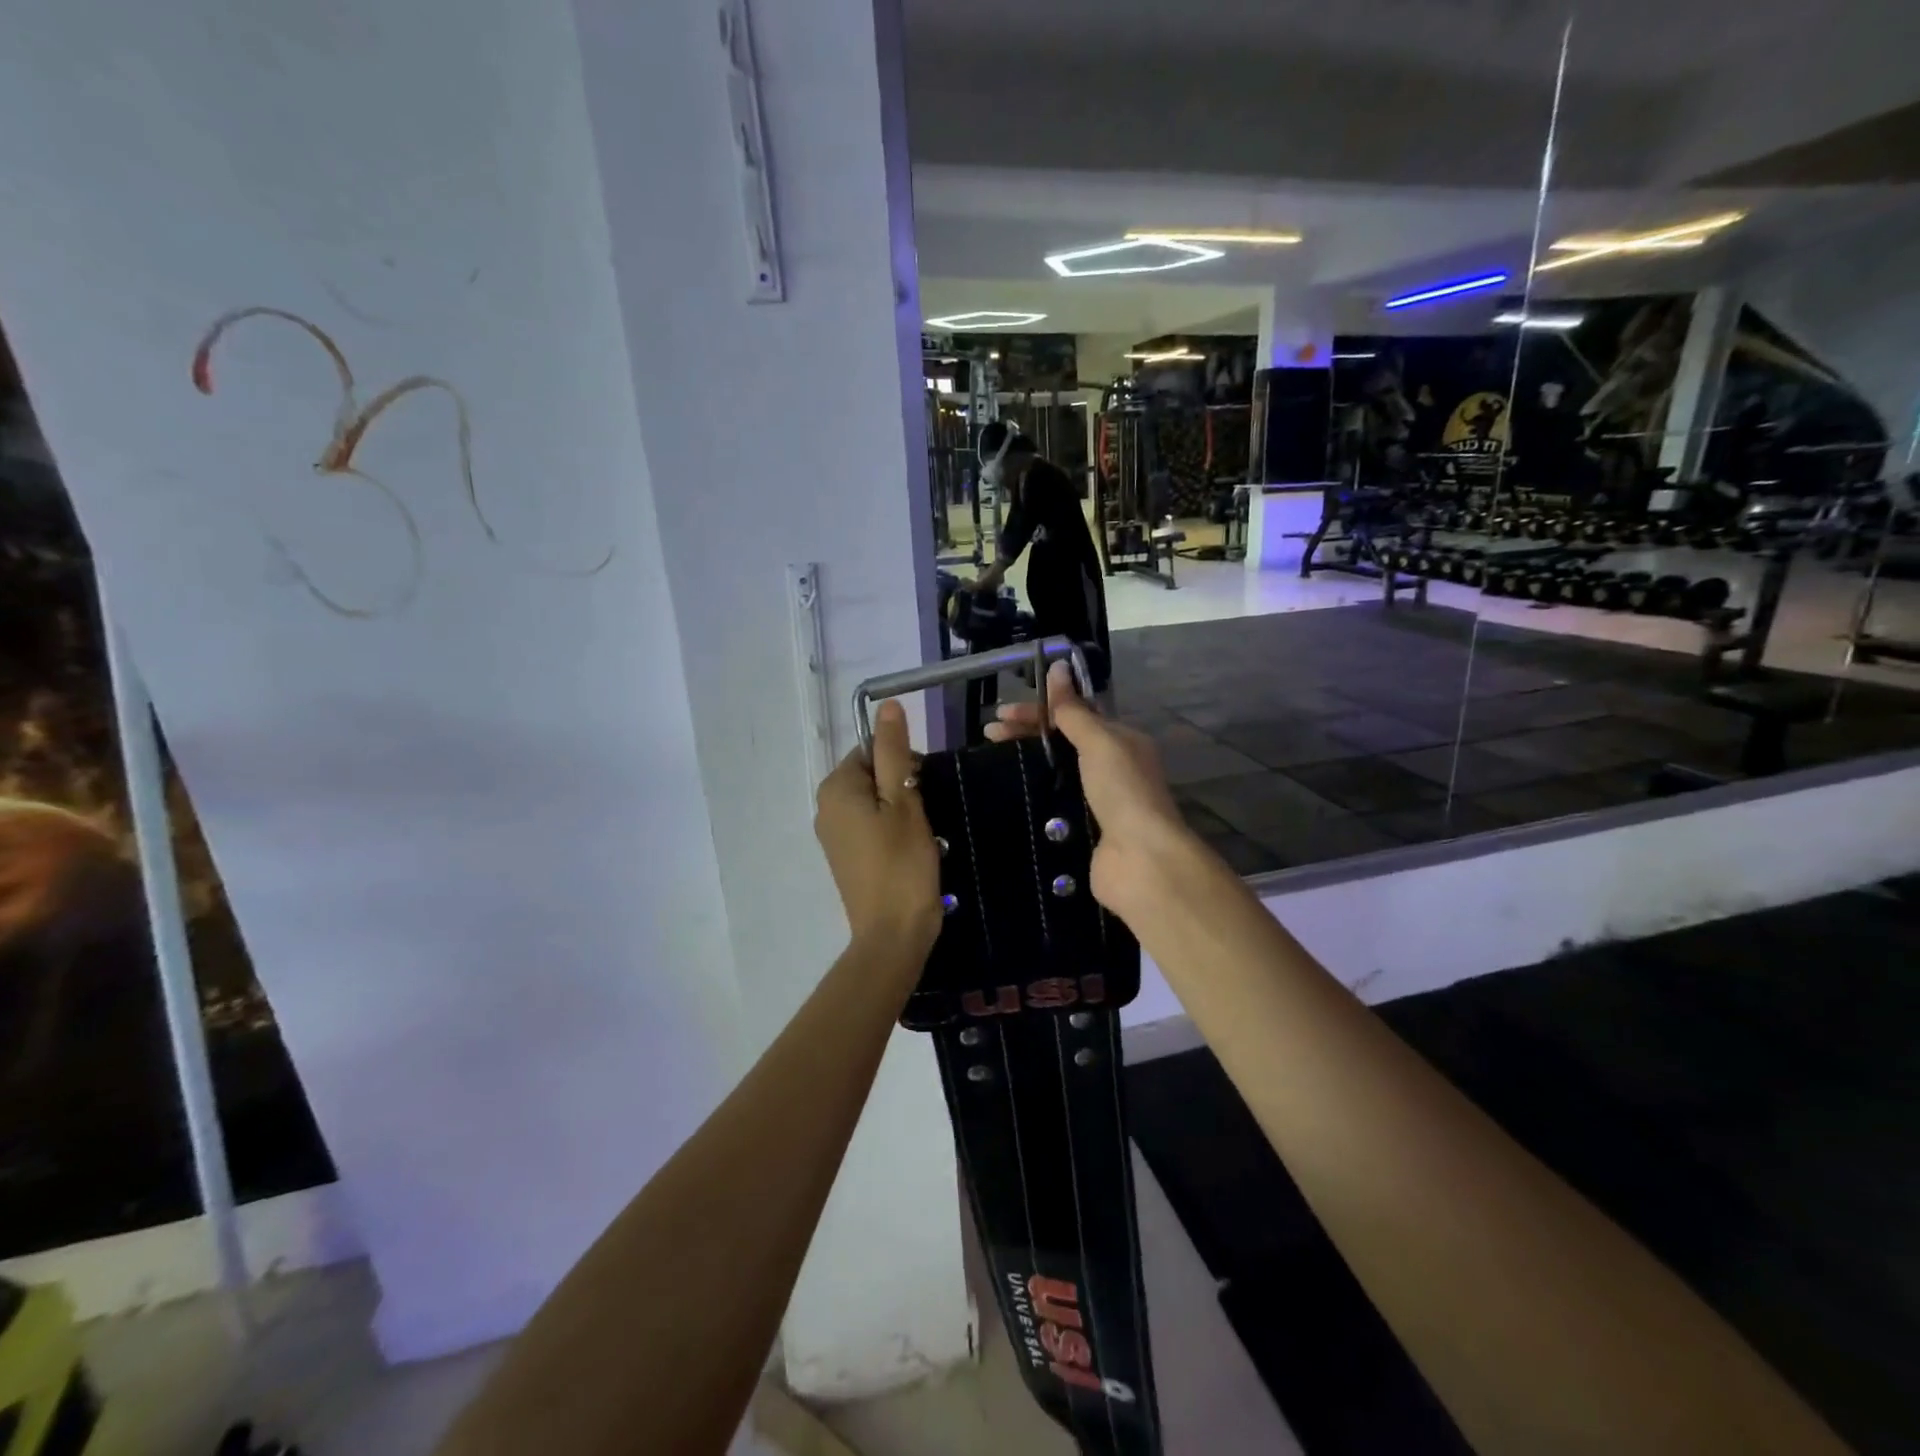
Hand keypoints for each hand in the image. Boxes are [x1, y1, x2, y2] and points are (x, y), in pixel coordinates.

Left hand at [814, 700, 941, 952]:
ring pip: (874, 801)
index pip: (872, 750)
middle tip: (925, 815)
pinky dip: (891, 830)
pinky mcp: (844, 857)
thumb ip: (894, 752)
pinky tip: (909, 851)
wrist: (892, 934)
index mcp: (836, 787)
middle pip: (872, 774)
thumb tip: (887, 707)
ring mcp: (832, 834)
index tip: (924, 789)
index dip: (904, 763)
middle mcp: (825, 806)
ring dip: (901, 810)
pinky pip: (869, 826)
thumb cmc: (902, 863)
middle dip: (902, 786)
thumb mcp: (904, 800)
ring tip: (921, 836)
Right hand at [986, 662, 1197, 915]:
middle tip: (989, 736)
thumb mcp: (1098, 741)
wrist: (1140, 859)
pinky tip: (1008, 796)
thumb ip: (1073, 709)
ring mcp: (1098, 801)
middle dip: (1027, 735)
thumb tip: (1056, 666)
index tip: (1000, 715)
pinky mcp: (1084, 831)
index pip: (1074, 716)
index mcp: (1121, 741)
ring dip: (1027, 765)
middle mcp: (1112, 768)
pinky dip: (1034, 797)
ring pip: (1056, 774)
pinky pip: (1054, 805)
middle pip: (1062, 743)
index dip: (1038, 711)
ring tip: (991, 764)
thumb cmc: (1122, 790)